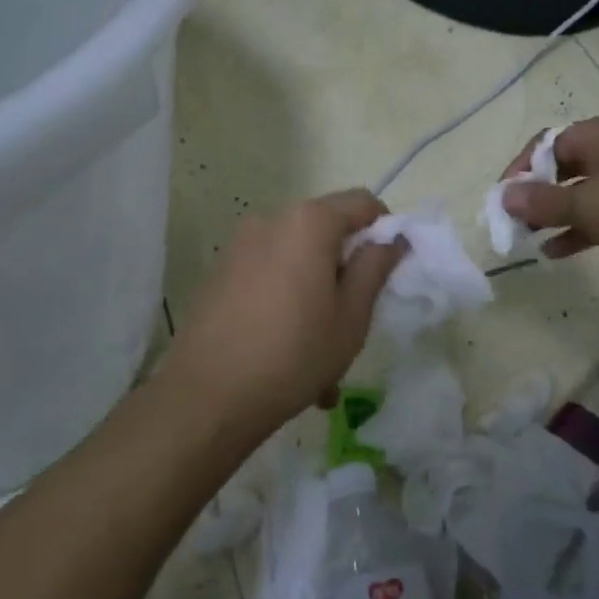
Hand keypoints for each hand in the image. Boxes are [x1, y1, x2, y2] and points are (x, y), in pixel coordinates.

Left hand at [160, 191, 405, 429]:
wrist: (206, 396)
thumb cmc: (293, 353)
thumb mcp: (351, 316)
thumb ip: (375, 268)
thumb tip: (391, 239)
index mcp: (308, 222)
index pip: (362, 203)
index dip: (384, 230)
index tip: (389, 271)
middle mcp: (271, 221)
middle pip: (325, 231)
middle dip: (345, 270)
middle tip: (353, 321)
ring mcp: (239, 246)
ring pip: (296, 261)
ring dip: (315, 295)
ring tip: (319, 357)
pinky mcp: (219, 273)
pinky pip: (268, 277)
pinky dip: (285, 304)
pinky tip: (286, 355)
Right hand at [500, 116, 598, 293]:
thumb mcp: (588, 206)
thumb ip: (542, 201)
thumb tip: (503, 194)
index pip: (546, 143)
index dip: (520, 169)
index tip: (503, 199)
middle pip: (563, 166)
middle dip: (536, 194)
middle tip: (514, 222)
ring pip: (582, 192)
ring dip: (555, 214)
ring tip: (528, 238)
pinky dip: (580, 227)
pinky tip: (557, 251)